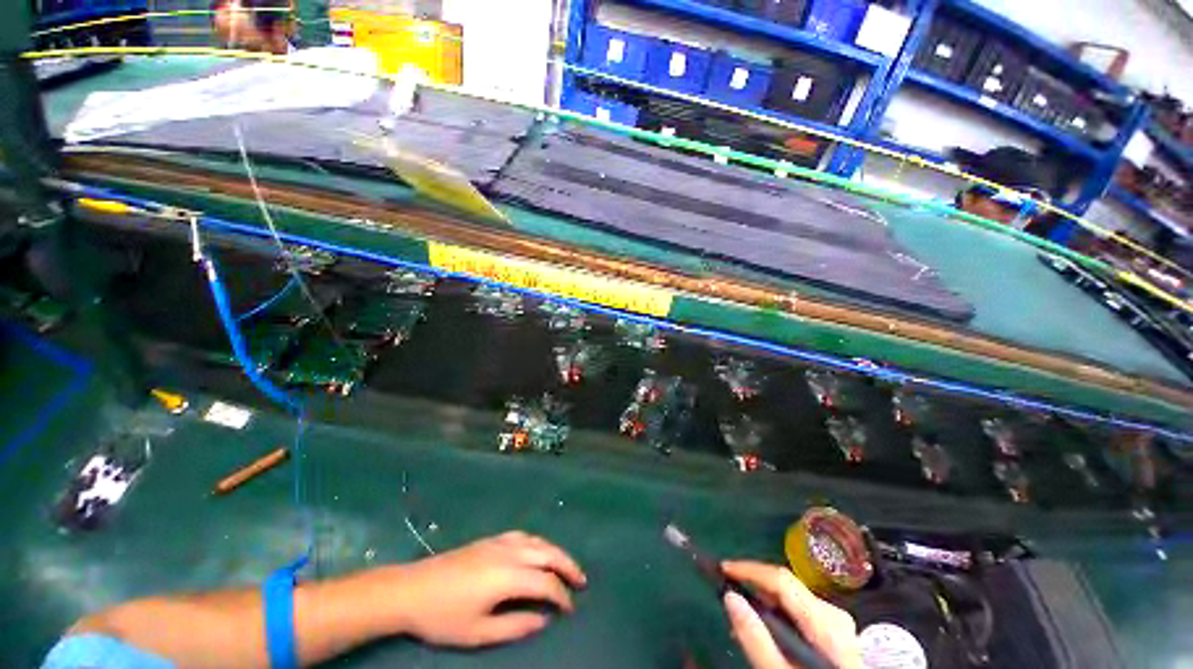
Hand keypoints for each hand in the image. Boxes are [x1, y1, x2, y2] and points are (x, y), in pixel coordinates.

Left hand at [390, 531, 586, 646]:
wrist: (412, 589)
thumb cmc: (444, 616)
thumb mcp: (478, 632)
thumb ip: (515, 626)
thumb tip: (543, 619)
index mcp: (508, 576)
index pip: (546, 583)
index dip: (562, 596)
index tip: (571, 609)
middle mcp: (510, 552)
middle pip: (548, 554)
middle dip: (568, 566)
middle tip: (581, 581)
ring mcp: (500, 542)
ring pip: (538, 541)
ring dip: (556, 552)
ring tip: (566, 565)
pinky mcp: (491, 539)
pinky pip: (524, 535)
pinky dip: (539, 542)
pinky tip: (538, 550)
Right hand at [721, 561, 860, 668]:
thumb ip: (756, 639)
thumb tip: (729, 596)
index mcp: (825, 621)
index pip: (781, 580)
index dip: (749, 569)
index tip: (723, 568)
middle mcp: (834, 614)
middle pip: (787, 585)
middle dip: (754, 585)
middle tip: (728, 592)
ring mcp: (839, 623)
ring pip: (792, 596)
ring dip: (765, 599)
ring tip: (743, 614)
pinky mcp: (837, 633)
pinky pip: (801, 609)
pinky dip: (779, 612)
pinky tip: (767, 627)